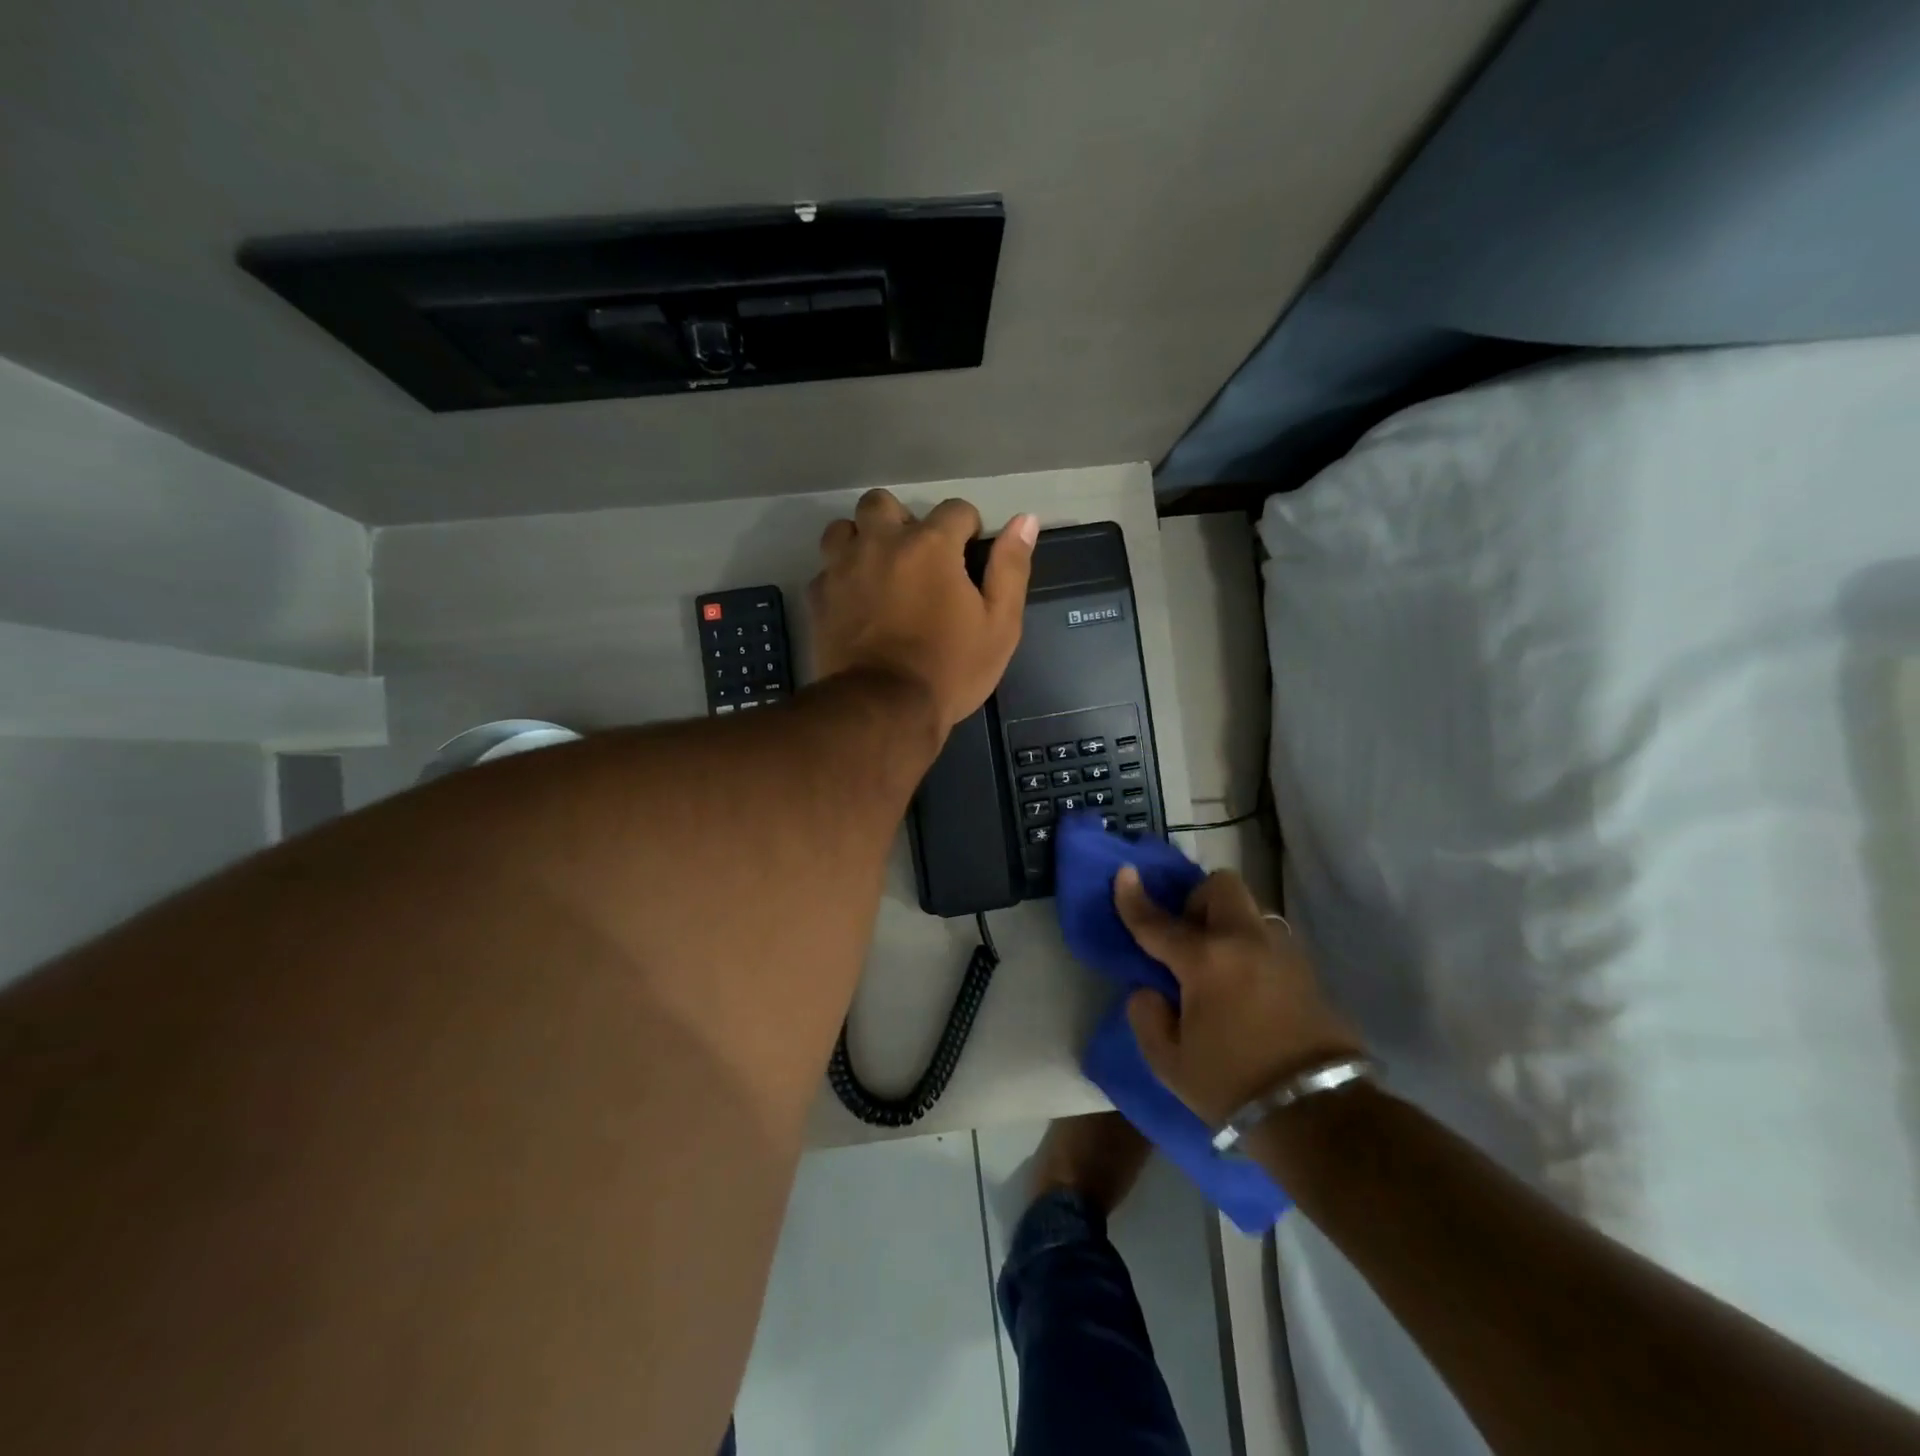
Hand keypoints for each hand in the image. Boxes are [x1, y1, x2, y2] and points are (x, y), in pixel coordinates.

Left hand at [809, 489, 1038, 730]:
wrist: (884, 708)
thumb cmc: (950, 668)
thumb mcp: (1000, 624)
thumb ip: (1011, 568)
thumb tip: (1024, 520)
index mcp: (930, 544)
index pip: (955, 510)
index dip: (967, 530)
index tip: (968, 557)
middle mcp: (881, 542)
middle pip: (883, 503)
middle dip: (902, 522)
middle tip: (916, 558)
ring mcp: (842, 567)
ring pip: (845, 528)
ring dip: (862, 540)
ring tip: (878, 570)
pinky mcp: (818, 596)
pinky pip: (826, 569)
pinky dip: (841, 578)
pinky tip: (855, 602)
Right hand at [1115, 866, 1364, 1126]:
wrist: (1318, 1114)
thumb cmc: (1232, 1085)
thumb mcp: (1169, 1062)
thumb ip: (1147, 1017)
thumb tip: (1151, 991)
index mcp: (1205, 961)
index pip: (1158, 921)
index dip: (1134, 897)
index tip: (1124, 874)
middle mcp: (1245, 942)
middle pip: (1221, 886)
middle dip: (1197, 900)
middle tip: (1187, 938)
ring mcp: (1282, 953)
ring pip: (1249, 911)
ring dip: (1227, 924)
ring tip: (1218, 967)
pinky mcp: (1307, 972)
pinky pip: (1269, 941)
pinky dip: (1250, 950)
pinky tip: (1246, 988)